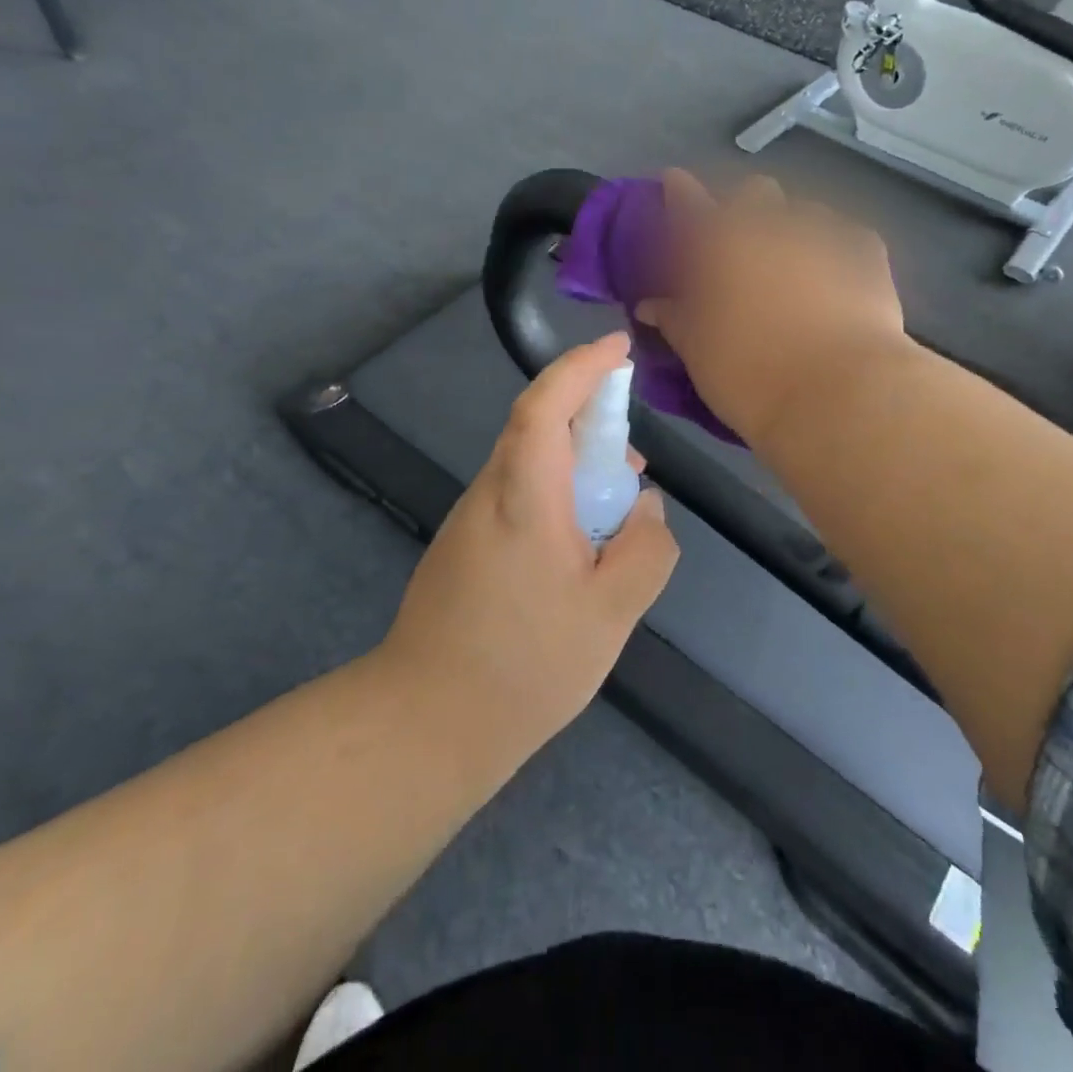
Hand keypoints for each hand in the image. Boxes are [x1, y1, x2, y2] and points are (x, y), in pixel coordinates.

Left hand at [380, 332, 679, 750]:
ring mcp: (471, 519)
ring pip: (530, 464)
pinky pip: (518, 496)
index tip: (617, 348)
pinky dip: (556, 496)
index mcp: (524, 496)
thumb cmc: (525, 665)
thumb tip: (646, 509)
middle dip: (589, 421)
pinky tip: (580, 545)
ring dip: (575, 466)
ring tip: (616, 511)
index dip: (580, 367)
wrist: (427, 723)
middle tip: (632, 462)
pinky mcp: (465, 546)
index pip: (545, 405)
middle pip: (538, 428)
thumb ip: (646, 550)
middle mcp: (490, 493)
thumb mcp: (611, 613)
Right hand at [638, 171, 909, 444]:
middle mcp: (769, 223)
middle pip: (753, 192)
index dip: (678, 190)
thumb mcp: (697, 352)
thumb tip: (651, 304)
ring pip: (803, 211)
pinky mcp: (867, 252)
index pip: (687, 200)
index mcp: (718, 241)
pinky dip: (835, 251)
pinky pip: (847, 237)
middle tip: (739, 246)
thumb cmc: (749, 374)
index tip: (673, 185)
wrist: (839, 393)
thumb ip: (673, 319)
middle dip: (744, 208)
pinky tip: (837, 278)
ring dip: (792, 229)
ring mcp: (823, 232)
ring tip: (794, 266)